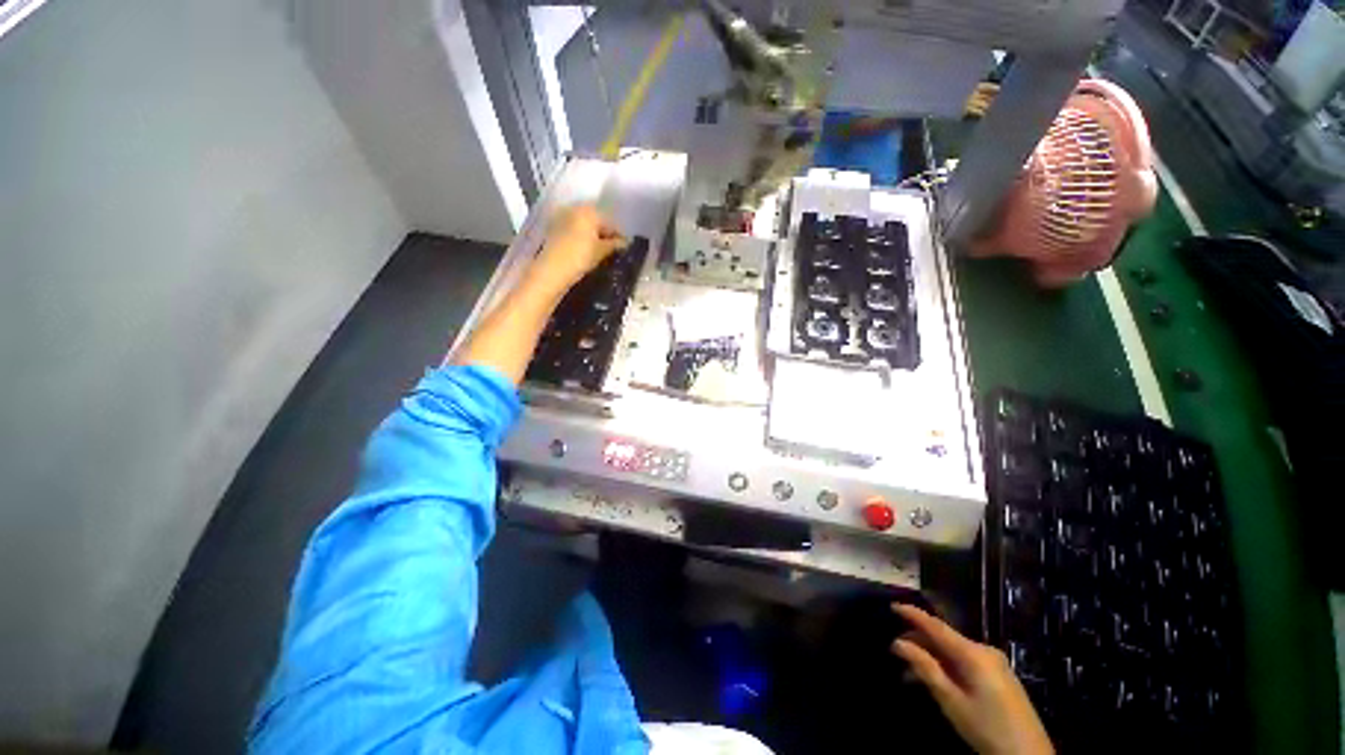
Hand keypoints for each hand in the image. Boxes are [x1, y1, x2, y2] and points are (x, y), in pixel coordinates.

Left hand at [531, 205, 625, 291]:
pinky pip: (573, 228)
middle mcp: (575, 208)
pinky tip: (585, 249)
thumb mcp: (601, 251)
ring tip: (599, 251)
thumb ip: (615, 244)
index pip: (610, 221)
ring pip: (583, 224)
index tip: (624, 247)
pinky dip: (581, 236)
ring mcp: (562, 216)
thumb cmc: (580, 257)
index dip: (618, 235)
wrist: (552, 270)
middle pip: (596, 220)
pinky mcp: (553, 227)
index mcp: (589, 211)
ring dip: (592, 234)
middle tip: (612, 249)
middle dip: (604, 233)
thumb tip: (626, 242)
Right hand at [891, 604, 1052, 754]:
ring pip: (954, 651)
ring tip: (909, 672)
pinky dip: (947, 665)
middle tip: (895, 650)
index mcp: (973, 653)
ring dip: (931, 657)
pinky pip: (966, 661)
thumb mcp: (951, 700)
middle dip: (919, 642)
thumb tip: (899, 642)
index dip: (913, 614)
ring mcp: (994, 662)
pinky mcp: (999, 675)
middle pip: (945, 638)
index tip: (892, 605)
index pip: (936, 626)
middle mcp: (984, 650)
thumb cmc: (986, 727)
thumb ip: (925, 667)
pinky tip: (934, 678)